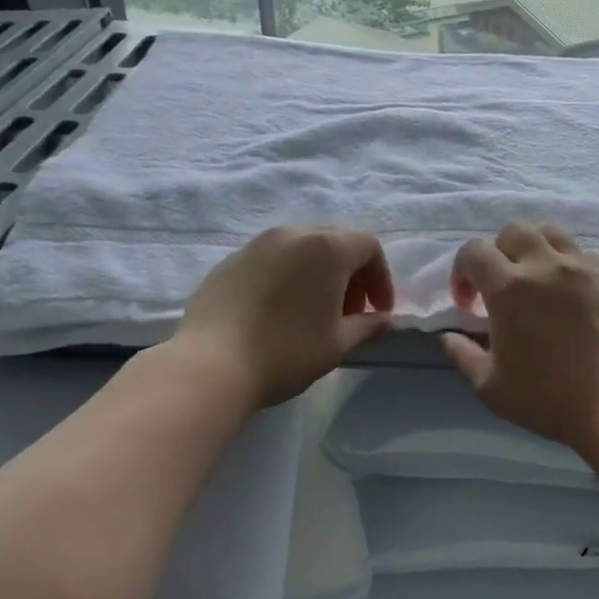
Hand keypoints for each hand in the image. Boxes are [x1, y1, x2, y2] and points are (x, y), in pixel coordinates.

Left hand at [173, 227, 394, 407]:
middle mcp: (293, 234)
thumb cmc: (287, 352)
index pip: (368, 246)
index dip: (381, 278)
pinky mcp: (229, 261)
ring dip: (317, 273)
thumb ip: (368, 327)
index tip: (379, 312)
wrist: (211, 364)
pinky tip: (277, 311)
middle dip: (351, 274)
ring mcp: (256, 244)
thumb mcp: (337, 344)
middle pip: (335, 242)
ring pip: (300, 248)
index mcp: (326, 248)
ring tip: (313, 311)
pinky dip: (286, 277)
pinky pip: (270, 260)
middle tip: (350, 312)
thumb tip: (387, 321)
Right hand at [441, 221, 598, 455]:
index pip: (473, 251)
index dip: (462, 272)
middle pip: (513, 231)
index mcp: (508, 288)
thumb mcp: (490, 387)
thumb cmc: (548, 398)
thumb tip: (448, 337)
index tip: (468, 305)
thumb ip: (463, 355)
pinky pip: (582, 254)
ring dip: (534, 248)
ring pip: (550, 232)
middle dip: (498, 253)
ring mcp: (582, 268)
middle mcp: (544, 265)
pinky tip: (569, 294)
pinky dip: (567, 264)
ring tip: (535, 280)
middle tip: (500, 288)